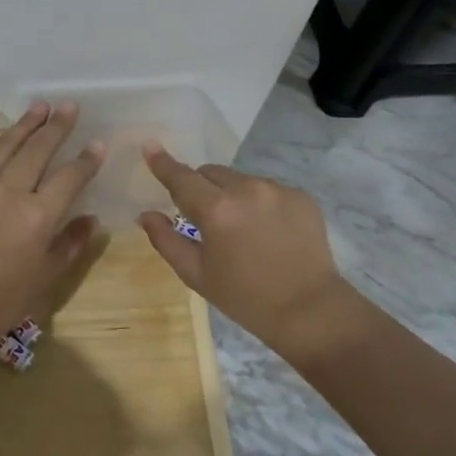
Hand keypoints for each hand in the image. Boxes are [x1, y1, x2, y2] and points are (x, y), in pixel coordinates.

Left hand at [0, 102, 105, 344]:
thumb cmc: (5, 297)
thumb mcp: (48, 275)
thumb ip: (71, 243)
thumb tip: (91, 219)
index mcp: (38, 215)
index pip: (69, 177)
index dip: (86, 160)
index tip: (97, 143)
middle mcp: (10, 192)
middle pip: (38, 150)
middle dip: (57, 127)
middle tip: (69, 106)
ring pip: (7, 146)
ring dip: (25, 124)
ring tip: (40, 106)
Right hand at [137, 143, 346, 355]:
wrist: (310, 310)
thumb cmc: (245, 297)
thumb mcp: (196, 274)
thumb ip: (166, 240)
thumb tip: (146, 214)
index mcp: (216, 210)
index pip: (181, 177)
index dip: (163, 162)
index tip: (150, 146)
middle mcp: (246, 189)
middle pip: (210, 173)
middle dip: (201, 188)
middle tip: (205, 219)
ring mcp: (277, 189)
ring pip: (240, 179)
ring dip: (231, 194)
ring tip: (242, 229)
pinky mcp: (300, 195)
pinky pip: (267, 188)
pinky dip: (259, 202)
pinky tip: (268, 231)